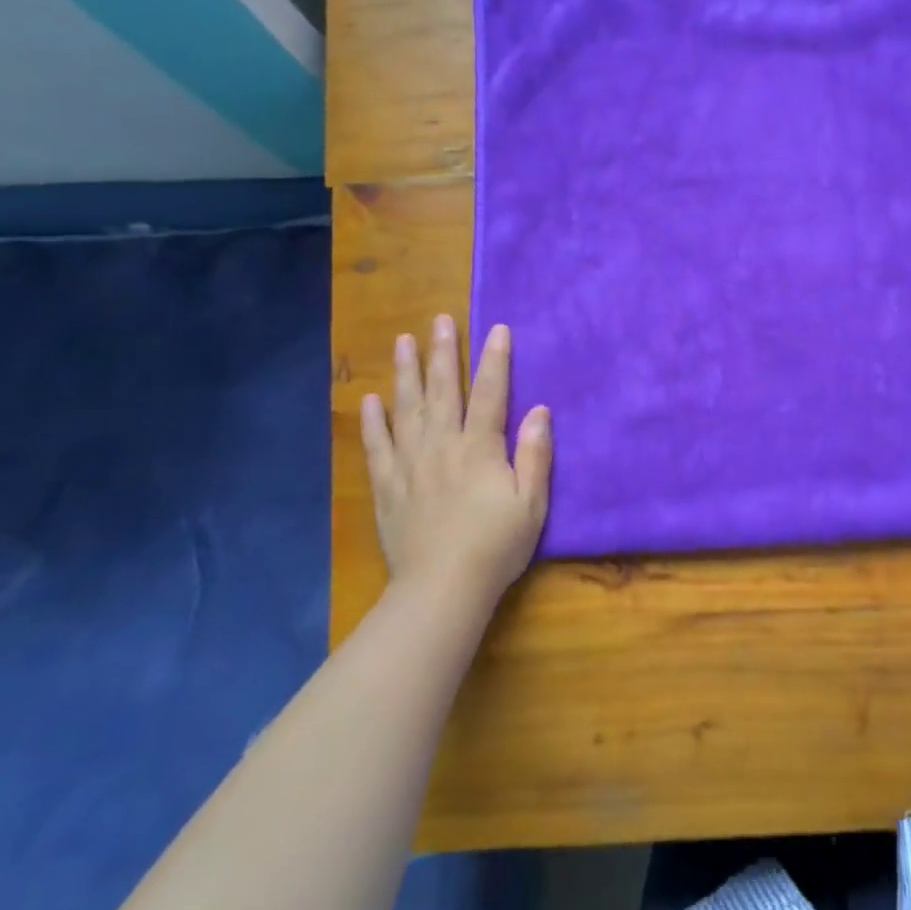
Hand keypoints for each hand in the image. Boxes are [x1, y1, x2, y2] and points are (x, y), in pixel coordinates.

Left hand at [359, 315, 552, 609]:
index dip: (494, 360)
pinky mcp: (388, 487)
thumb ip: (535, 454)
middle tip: (439, 320)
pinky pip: (377, 446)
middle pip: (443, 391)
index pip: (490, 394)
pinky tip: (370, 400)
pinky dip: (373, 421)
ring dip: (406, 373)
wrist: (442, 589)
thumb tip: (540, 410)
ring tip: (402, 342)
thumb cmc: (496, 546)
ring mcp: (410, 465)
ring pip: (407, 409)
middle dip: (443, 353)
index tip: (496, 328)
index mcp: (480, 449)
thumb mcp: (532, 504)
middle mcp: (442, 446)